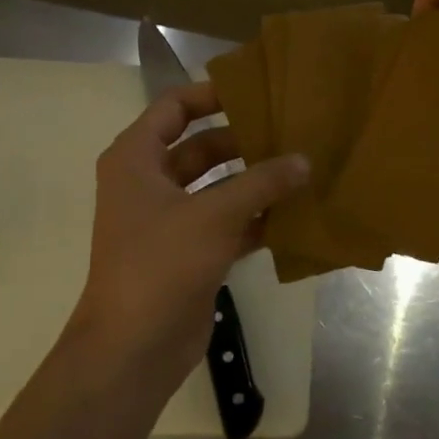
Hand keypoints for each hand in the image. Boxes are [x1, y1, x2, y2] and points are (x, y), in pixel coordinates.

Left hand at [68, 82, 308, 389]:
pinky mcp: (190, 253)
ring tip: (303, 169)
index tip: (257, 92)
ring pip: (218, 187)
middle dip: (245, 141)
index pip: (173, 108)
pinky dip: (256, 218)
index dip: (211, 95)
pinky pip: (228, 223)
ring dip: (255, 182)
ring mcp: (170, 221)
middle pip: (201, 148)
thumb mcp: (214, 215)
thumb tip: (304, 160)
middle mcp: (149, 184)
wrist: (134, 346)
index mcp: (136, 160)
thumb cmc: (161, 264)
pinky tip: (295, 215)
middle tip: (293, 133)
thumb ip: (262, 183)